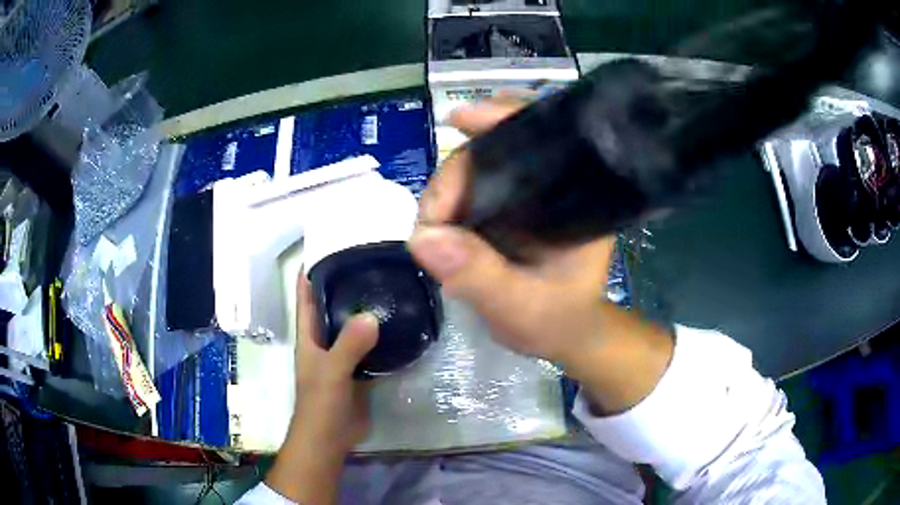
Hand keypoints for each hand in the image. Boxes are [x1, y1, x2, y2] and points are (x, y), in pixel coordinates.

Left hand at [265, 276, 378, 503]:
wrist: (330, 438)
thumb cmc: (321, 403)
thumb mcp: (332, 371)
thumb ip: (349, 345)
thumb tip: (372, 315)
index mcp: (309, 335)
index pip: (306, 295)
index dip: (312, 270)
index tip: (330, 245)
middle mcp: (324, 340)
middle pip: (332, 305)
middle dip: (345, 284)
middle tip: (371, 261)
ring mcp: (342, 355)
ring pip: (352, 325)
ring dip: (365, 308)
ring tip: (388, 285)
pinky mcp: (359, 370)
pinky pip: (370, 346)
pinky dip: (380, 334)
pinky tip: (399, 323)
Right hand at [409, 99, 672, 413]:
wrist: (564, 335)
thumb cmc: (558, 320)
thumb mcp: (521, 306)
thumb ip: (479, 275)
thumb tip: (423, 236)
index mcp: (574, 196)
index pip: (542, 137)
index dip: (502, 119)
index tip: (460, 121)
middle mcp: (553, 185)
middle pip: (502, 145)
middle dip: (459, 168)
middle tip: (433, 214)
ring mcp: (528, 195)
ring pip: (481, 165)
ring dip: (450, 185)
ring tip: (434, 222)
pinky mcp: (508, 209)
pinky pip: (474, 188)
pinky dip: (451, 198)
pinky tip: (440, 218)